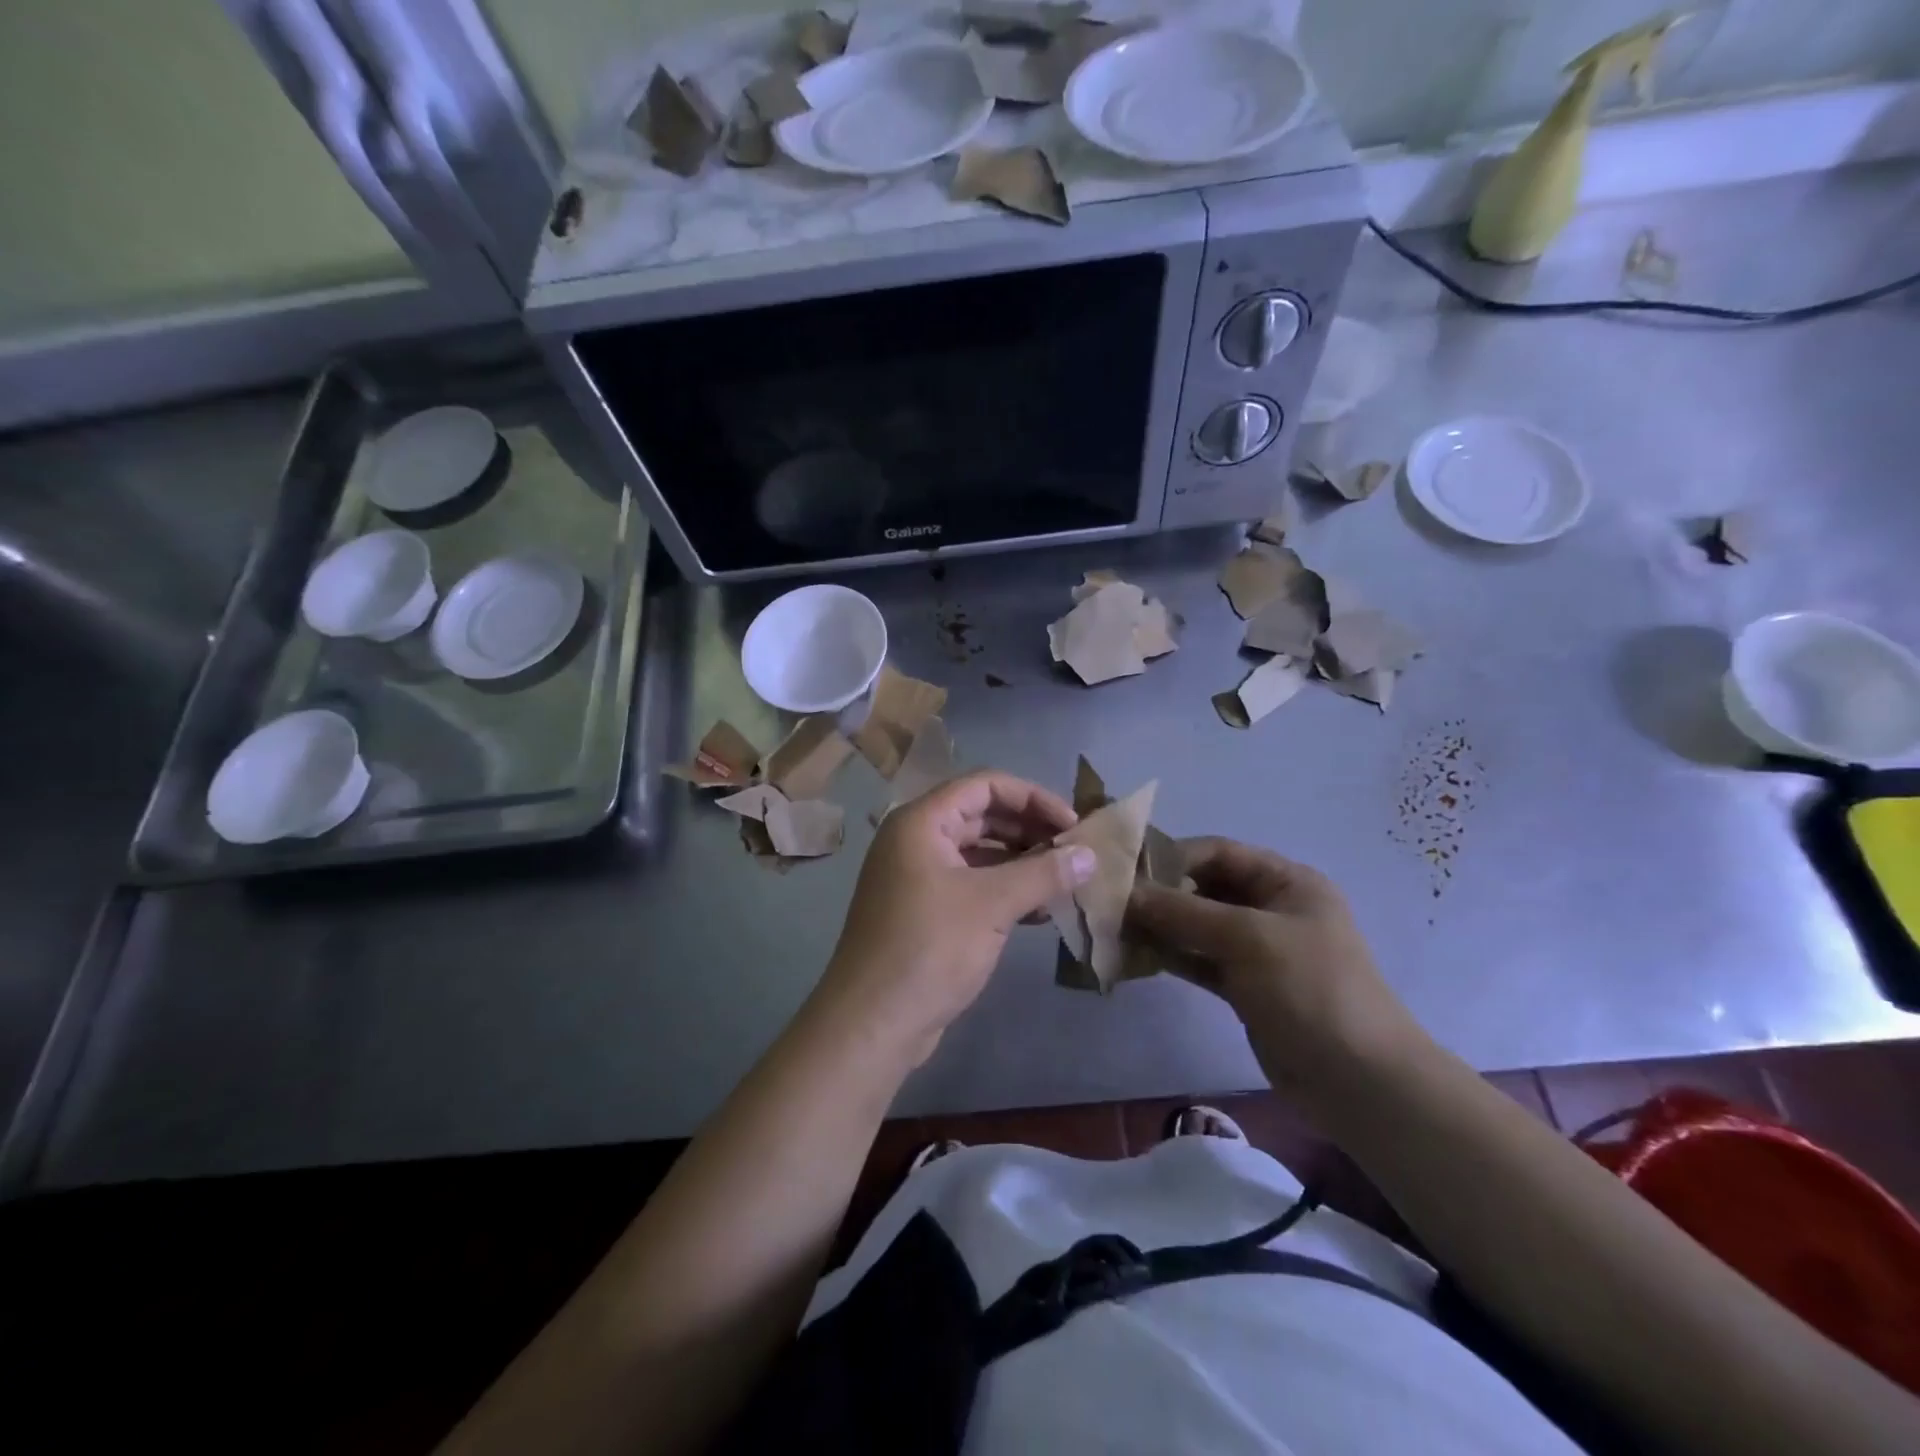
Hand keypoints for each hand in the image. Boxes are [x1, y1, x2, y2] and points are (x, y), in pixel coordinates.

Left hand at [813, 770, 1093, 1064]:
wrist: (873, 1022)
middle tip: (1075, 852)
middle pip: (982, 815)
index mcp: (922, 822)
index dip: (1033, 798)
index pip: (985, 785)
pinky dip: (1005, 890)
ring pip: (979, 852)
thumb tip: (1091, 855)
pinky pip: (972, 884)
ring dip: (1021, 862)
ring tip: (1065, 881)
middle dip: (1030, 830)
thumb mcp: (992, 905)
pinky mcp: (925, 911)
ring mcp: (918, 877)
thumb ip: (1044, 874)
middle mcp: (916, 840)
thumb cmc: (929, 948)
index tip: (1072, 825)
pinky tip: (1040, 911)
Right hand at [1126, 838, 1429, 1104]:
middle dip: (1160, 894)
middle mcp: (1271, 908)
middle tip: (1111, 904)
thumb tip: (1124, 893)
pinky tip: (1134, 957)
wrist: (1360, 1081)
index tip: (1125, 872)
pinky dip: (1170, 955)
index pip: (1218, 852)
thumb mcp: (1247, 938)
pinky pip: (1199, 959)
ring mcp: (1257, 949)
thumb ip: (1183, 912)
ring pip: (1197, 926)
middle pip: (1204, 887)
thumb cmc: (1310, 989)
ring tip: (1113, 929)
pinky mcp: (1245, 986)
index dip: (1171, 856)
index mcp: (1286, 882)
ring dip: (1160, 926)